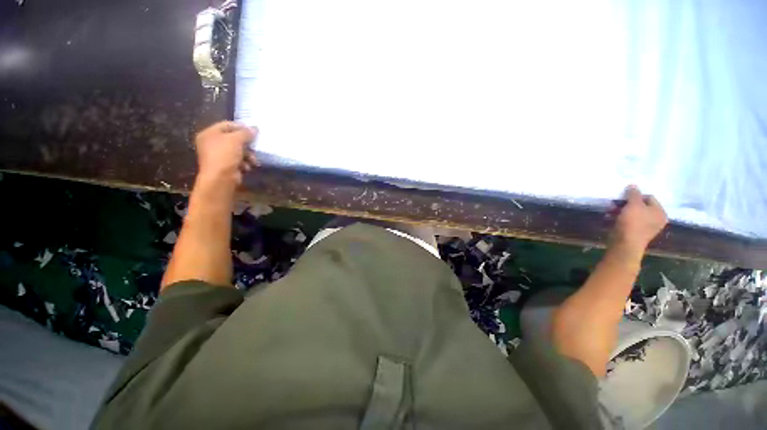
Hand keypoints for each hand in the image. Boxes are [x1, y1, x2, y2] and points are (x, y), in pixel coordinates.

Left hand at [195, 121, 257, 186]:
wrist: (219, 181)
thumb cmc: (224, 154)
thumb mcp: (237, 138)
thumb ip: (247, 132)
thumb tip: (255, 129)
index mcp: (208, 134)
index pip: (227, 125)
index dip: (241, 127)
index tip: (253, 130)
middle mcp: (209, 145)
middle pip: (231, 139)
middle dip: (245, 143)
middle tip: (254, 144)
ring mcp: (214, 158)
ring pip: (234, 151)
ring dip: (246, 154)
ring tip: (253, 159)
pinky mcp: (220, 169)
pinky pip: (233, 162)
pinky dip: (241, 163)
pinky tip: (247, 167)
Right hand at [611, 185, 667, 249]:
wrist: (624, 248)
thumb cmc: (634, 223)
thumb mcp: (634, 202)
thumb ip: (634, 192)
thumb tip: (633, 186)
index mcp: (660, 213)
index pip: (649, 197)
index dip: (637, 194)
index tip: (628, 195)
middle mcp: (656, 223)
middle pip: (642, 207)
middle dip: (630, 203)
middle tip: (621, 200)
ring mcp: (646, 231)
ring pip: (635, 215)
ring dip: (625, 210)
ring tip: (614, 207)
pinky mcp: (635, 237)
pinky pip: (629, 223)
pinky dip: (623, 219)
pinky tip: (613, 216)